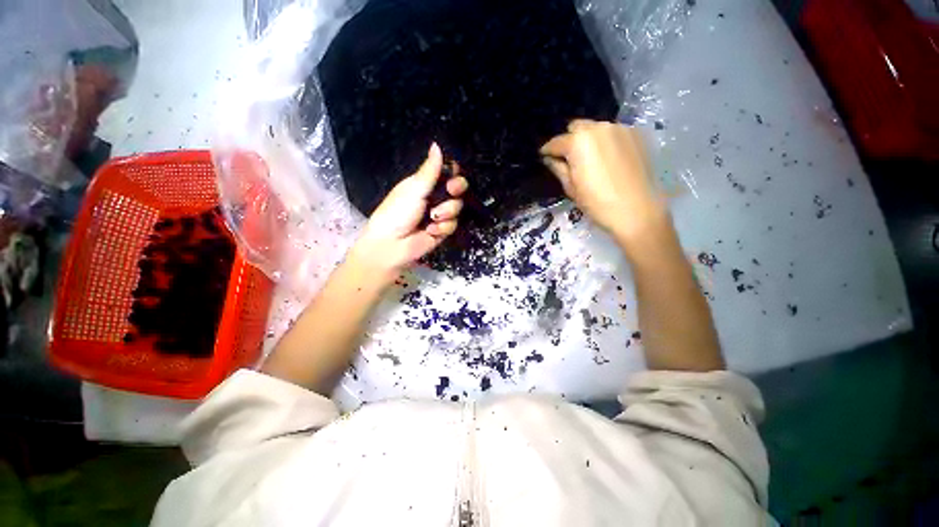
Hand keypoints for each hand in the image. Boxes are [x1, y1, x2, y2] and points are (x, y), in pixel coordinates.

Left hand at [351, 143, 467, 281]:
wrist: (392, 244)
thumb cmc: (397, 212)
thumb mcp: (414, 188)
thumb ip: (430, 170)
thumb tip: (436, 144)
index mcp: (425, 184)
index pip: (446, 173)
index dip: (453, 171)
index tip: (453, 172)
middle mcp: (434, 197)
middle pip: (457, 188)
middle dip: (456, 189)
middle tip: (450, 190)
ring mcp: (440, 215)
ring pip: (457, 207)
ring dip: (447, 212)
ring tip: (432, 217)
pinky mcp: (443, 230)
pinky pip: (453, 224)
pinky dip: (443, 227)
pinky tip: (430, 230)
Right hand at [540, 120, 665, 243]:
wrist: (637, 210)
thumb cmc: (597, 203)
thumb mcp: (571, 188)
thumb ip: (558, 169)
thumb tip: (549, 159)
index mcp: (578, 142)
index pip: (556, 142)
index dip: (547, 151)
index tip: (544, 157)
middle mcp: (598, 127)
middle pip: (576, 127)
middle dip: (569, 140)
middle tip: (568, 158)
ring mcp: (620, 128)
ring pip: (596, 128)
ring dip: (588, 140)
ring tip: (590, 159)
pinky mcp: (636, 134)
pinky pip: (613, 133)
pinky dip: (606, 142)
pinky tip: (608, 159)